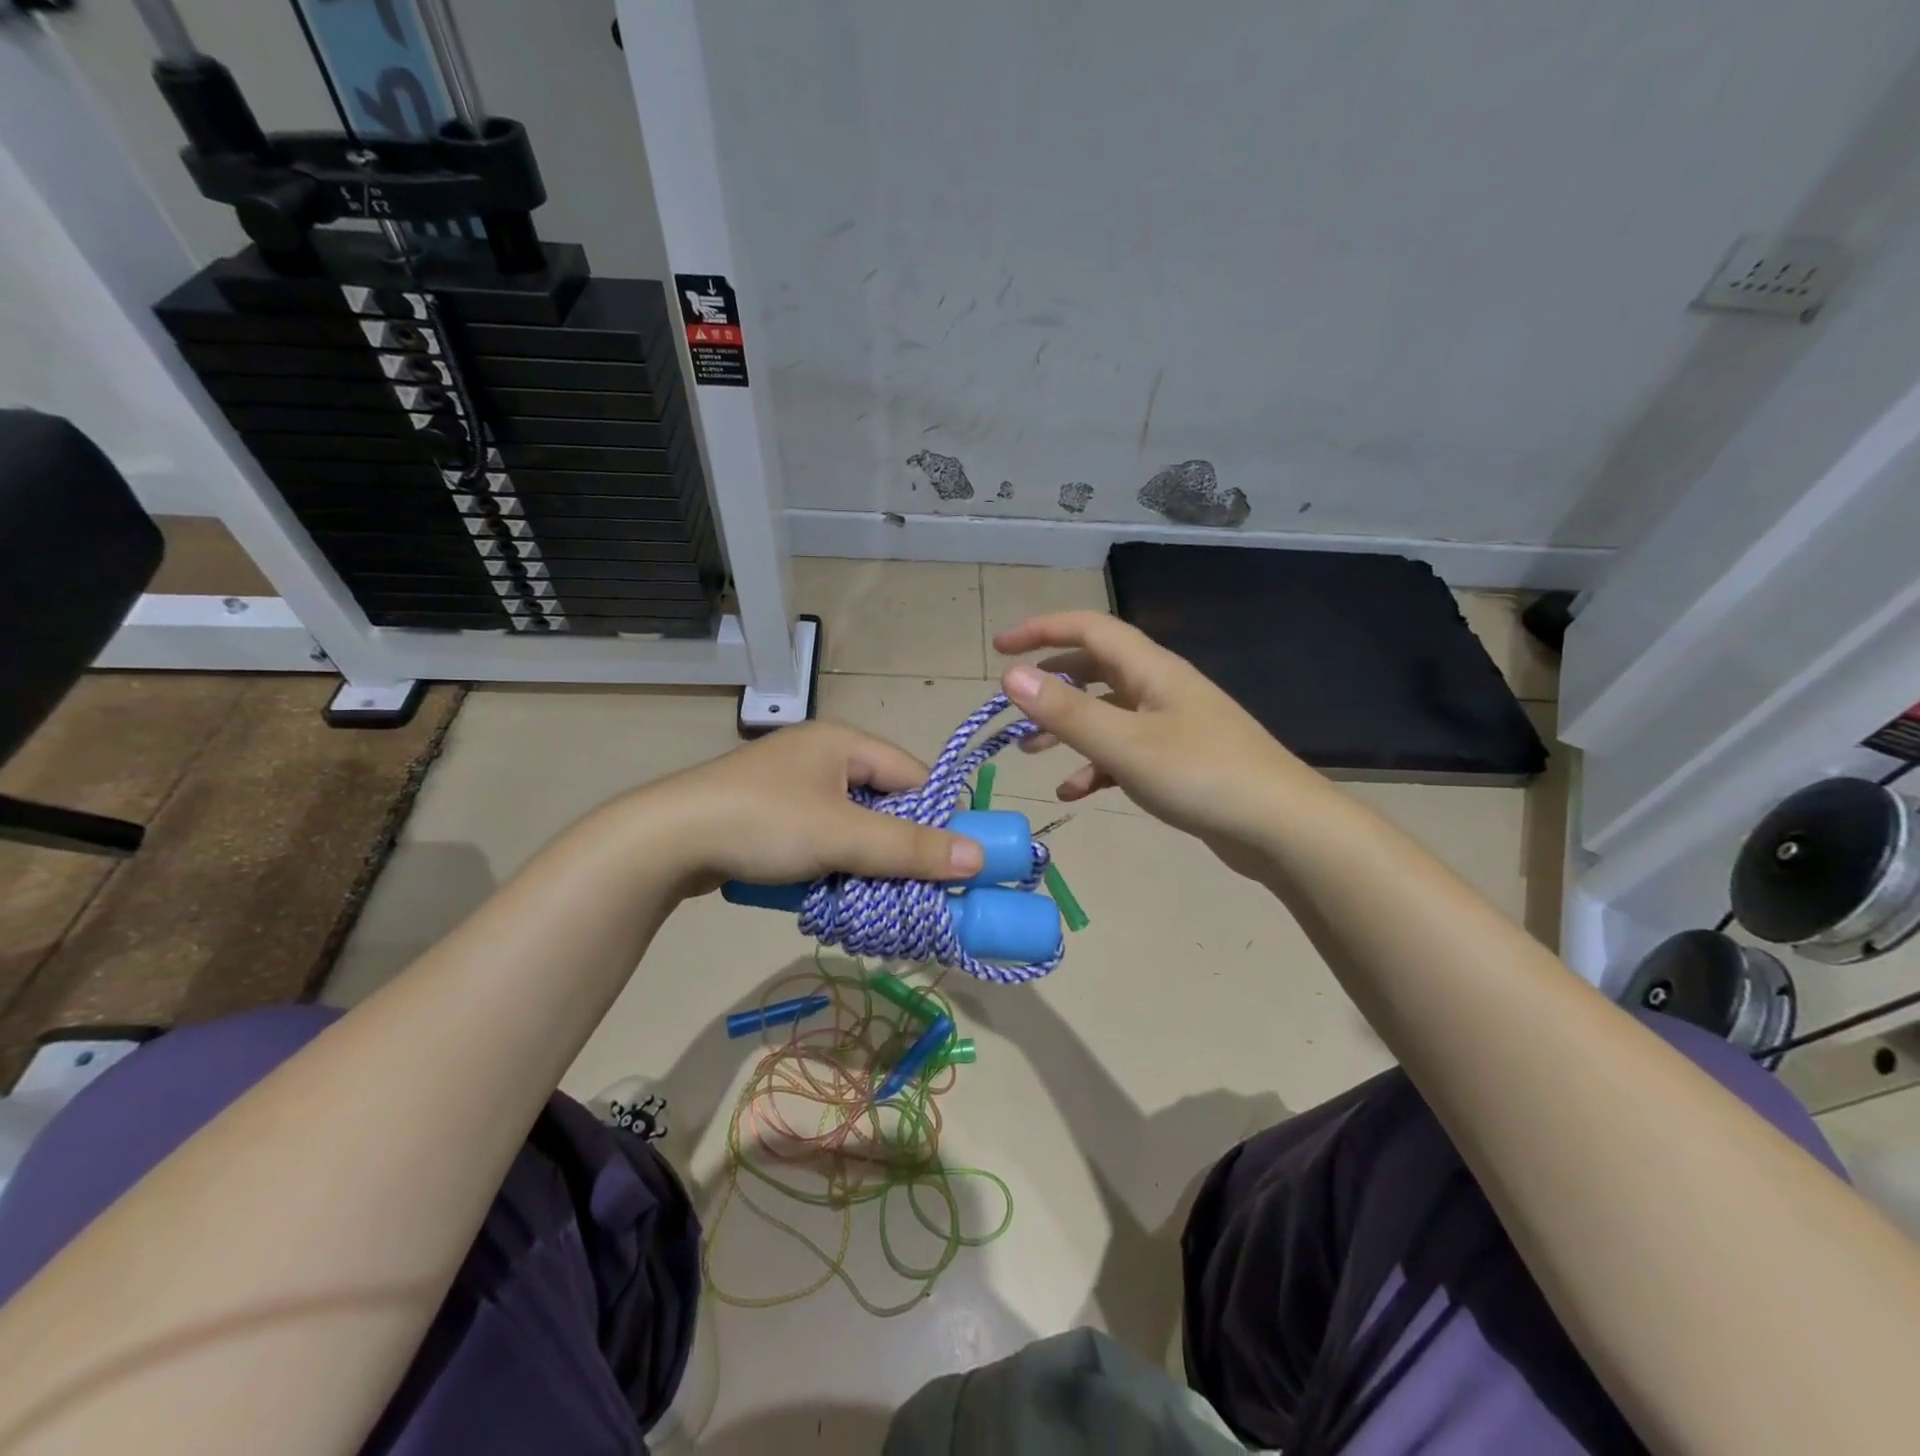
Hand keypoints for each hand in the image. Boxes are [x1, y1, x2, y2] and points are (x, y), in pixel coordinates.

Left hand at [634, 721, 984, 891]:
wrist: (664, 841)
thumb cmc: (764, 823)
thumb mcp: (843, 836)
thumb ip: (909, 848)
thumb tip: (978, 858)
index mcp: (844, 741)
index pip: (913, 776)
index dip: (935, 819)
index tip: (950, 864)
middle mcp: (822, 755)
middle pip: (883, 803)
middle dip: (897, 848)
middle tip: (912, 889)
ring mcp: (793, 785)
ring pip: (852, 826)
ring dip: (864, 862)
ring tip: (872, 898)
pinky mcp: (770, 814)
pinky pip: (821, 837)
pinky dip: (832, 864)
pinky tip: (831, 892)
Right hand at [994, 612, 1315, 869]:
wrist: (1281, 827)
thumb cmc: (1202, 775)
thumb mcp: (1124, 743)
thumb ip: (1066, 710)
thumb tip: (1011, 673)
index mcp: (1150, 669)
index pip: (1088, 628)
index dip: (1041, 629)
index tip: (1000, 647)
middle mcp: (1160, 688)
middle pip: (1095, 668)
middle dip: (1050, 682)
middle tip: (1013, 703)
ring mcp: (1172, 724)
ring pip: (1106, 712)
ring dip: (1067, 727)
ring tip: (1030, 751)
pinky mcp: (1178, 760)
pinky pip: (1124, 751)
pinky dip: (1095, 765)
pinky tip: (1076, 791)